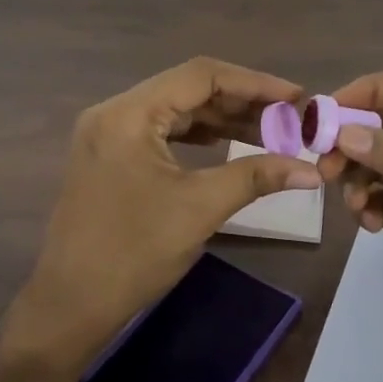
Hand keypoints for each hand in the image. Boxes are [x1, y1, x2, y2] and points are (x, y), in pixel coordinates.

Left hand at [12, 57, 322, 365]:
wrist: (71, 305)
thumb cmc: (133, 253)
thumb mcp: (200, 208)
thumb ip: (257, 177)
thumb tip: (311, 171)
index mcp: (129, 113)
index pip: (200, 76)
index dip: (253, 82)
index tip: (295, 97)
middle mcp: (114, 111)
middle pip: (187, 88)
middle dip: (240, 101)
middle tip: (287, 117)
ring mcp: (108, 133)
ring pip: (175, 109)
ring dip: (221, 118)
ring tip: (268, 131)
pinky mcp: (110, 155)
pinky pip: (161, 130)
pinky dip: (197, 134)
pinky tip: (227, 144)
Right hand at [316, 67, 382, 381]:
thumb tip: (346, 134)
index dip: (370, 89)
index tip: (329, 114)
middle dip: (351, 139)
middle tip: (326, 168)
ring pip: (375, 163)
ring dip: (354, 177)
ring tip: (355, 207)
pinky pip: (378, 201)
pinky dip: (365, 207)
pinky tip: (371, 227)